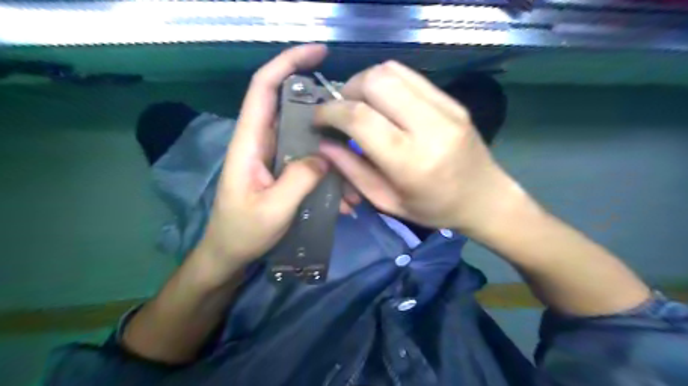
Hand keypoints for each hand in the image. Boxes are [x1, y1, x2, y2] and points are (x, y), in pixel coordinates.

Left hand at [192, 43, 357, 277]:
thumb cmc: (242, 232)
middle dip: (323, 109)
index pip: (264, 88)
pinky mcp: (284, 171)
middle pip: (292, 108)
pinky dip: (329, 172)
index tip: (319, 53)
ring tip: (353, 178)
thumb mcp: (272, 209)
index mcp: (250, 142)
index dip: (288, 63)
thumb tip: (325, 156)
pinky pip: (310, 160)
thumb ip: (299, 179)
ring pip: (307, 137)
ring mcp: (275, 157)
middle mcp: (263, 142)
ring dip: (332, 151)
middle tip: (353, 121)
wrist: (230, 253)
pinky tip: (343, 197)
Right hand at [314, 61, 528, 238]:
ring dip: (366, 82)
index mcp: (410, 162)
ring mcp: (446, 109)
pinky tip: (384, 102)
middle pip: (375, 82)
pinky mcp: (453, 101)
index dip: (330, 112)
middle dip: (347, 91)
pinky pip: (411, 76)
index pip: (359, 118)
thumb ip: (353, 171)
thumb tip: (324, 144)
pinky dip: (387, 82)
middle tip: (341, 110)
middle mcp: (430, 128)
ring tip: (360, 104)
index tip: (318, 119)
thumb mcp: (387, 201)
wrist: (485, 198)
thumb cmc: (433, 209)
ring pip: (392, 71)